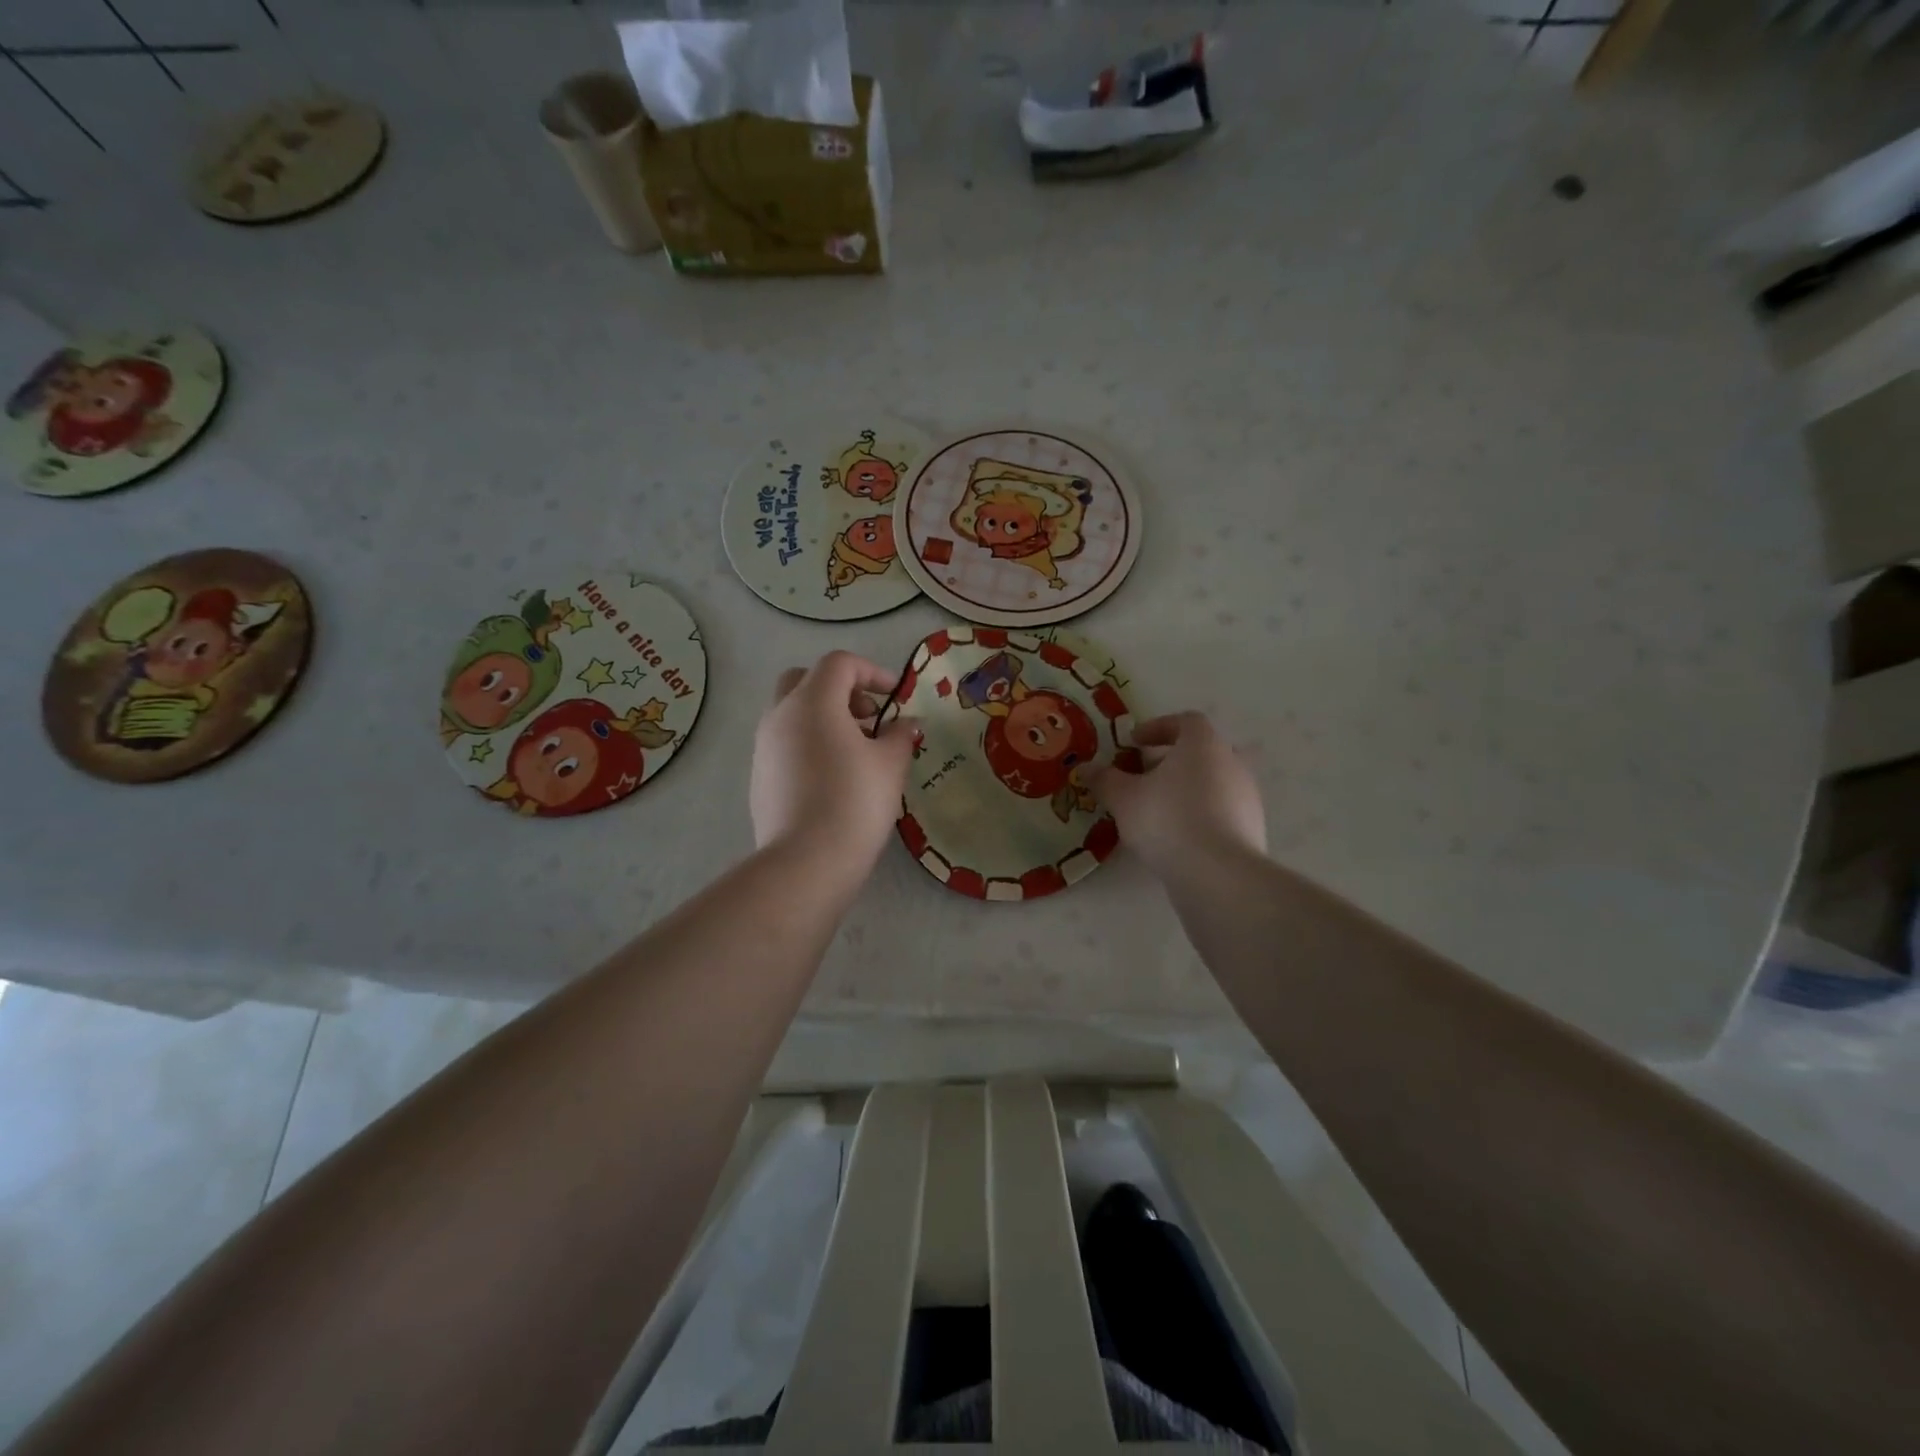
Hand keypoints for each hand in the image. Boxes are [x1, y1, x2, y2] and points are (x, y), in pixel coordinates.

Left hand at [750, 651, 915, 878]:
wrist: (806, 861)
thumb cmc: (855, 802)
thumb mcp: (890, 765)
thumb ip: (900, 735)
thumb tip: (906, 724)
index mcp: (813, 702)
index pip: (839, 664)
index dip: (872, 671)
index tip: (895, 697)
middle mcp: (780, 715)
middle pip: (806, 680)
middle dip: (840, 689)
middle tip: (867, 717)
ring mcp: (764, 746)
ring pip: (792, 712)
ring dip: (824, 717)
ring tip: (856, 751)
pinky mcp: (759, 776)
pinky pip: (785, 743)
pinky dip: (809, 743)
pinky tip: (833, 777)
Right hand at [1088, 712, 1266, 878]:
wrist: (1218, 874)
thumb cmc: (1167, 820)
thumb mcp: (1123, 799)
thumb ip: (1104, 779)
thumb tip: (1086, 768)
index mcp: (1203, 745)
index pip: (1186, 721)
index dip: (1158, 727)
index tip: (1134, 743)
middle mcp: (1232, 763)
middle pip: (1201, 751)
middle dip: (1170, 760)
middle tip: (1143, 777)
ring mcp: (1247, 797)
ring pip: (1213, 781)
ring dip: (1185, 789)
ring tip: (1156, 811)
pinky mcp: (1252, 828)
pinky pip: (1221, 810)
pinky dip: (1199, 814)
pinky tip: (1177, 837)